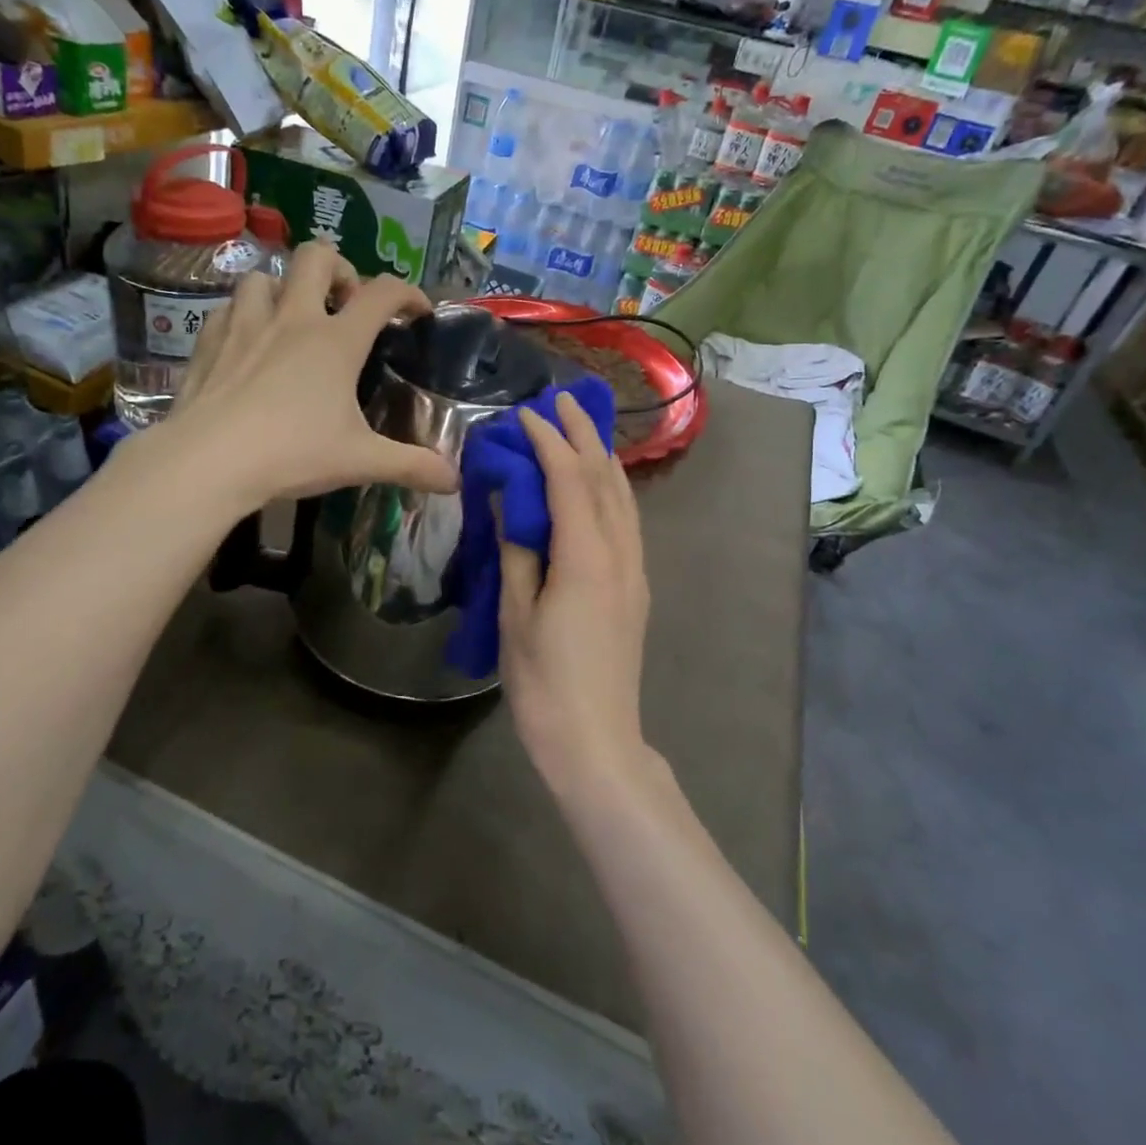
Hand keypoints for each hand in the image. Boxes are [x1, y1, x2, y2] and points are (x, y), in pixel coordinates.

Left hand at [161, 241, 458, 506]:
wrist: (208, 462)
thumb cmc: (292, 453)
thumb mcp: (360, 461)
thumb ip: (411, 466)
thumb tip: (455, 481)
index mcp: (336, 341)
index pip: (383, 292)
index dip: (408, 292)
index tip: (417, 311)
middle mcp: (293, 319)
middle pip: (317, 256)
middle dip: (339, 268)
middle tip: (345, 303)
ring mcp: (245, 325)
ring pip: (264, 276)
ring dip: (284, 288)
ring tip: (292, 318)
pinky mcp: (209, 341)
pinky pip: (228, 308)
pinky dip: (243, 315)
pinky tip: (247, 341)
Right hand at [499, 391, 651, 795]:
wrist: (597, 743)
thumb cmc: (545, 684)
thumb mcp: (516, 616)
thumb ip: (517, 553)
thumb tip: (509, 504)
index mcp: (587, 559)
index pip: (570, 481)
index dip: (549, 443)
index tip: (526, 415)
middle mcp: (620, 555)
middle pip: (606, 480)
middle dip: (584, 436)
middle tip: (561, 402)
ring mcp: (635, 572)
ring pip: (624, 499)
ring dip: (602, 459)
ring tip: (581, 430)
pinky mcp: (636, 588)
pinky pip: (627, 521)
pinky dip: (611, 490)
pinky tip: (597, 486)